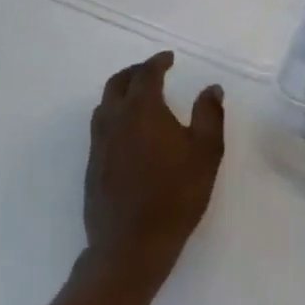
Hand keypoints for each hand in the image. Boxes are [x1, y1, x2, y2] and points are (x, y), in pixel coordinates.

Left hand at [83, 51, 224, 295]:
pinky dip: (114, 116)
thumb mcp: (206, 152)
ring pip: (105, 104)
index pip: (146, 74)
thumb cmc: (175, 195)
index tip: (169, 58)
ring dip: (120, 92)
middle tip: (152, 71)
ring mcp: (99, 144)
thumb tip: (211, 88)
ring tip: (138, 97)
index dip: (158, 62)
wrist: (130, 246)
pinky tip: (128, 132)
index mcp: (142, 109)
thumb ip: (209, 114)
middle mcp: (115, 119)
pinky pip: (100, 127)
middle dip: (135, 72)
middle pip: (118, 83)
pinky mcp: (92, 166)